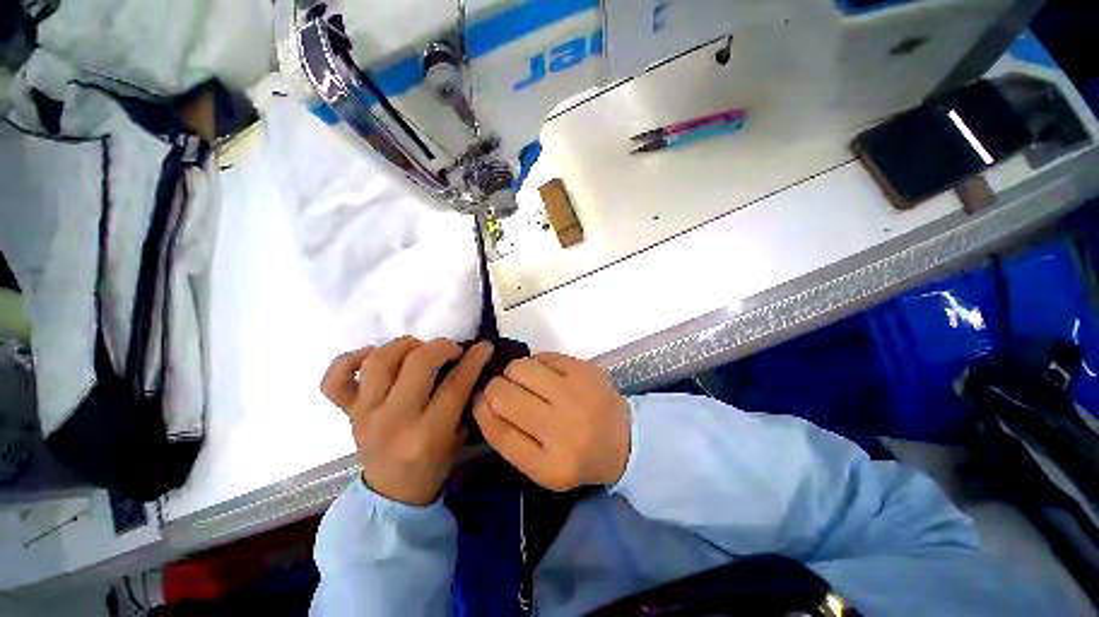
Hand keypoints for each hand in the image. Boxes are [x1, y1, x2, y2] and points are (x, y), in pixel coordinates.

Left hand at [321, 337, 493, 505]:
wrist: (391, 493)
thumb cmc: (433, 465)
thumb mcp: (460, 436)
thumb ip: (466, 399)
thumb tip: (472, 363)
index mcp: (427, 435)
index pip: (454, 386)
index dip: (473, 361)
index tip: (484, 347)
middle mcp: (393, 421)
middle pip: (417, 365)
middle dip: (441, 347)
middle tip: (452, 350)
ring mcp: (365, 415)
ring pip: (379, 362)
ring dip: (404, 346)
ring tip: (418, 349)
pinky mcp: (347, 413)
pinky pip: (335, 379)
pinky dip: (350, 359)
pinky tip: (373, 356)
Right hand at [473, 352, 630, 491]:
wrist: (623, 439)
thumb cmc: (576, 455)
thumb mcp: (540, 466)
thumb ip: (508, 438)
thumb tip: (481, 400)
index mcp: (549, 465)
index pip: (498, 430)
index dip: (481, 410)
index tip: (479, 400)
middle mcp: (563, 429)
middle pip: (504, 394)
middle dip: (495, 387)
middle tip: (504, 389)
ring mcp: (577, 395)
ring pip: (520, 368)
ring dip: (514, 372)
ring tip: (526, 381)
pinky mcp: (586, 370)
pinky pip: (543, 356)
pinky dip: (537, 363)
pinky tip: (546, 374)